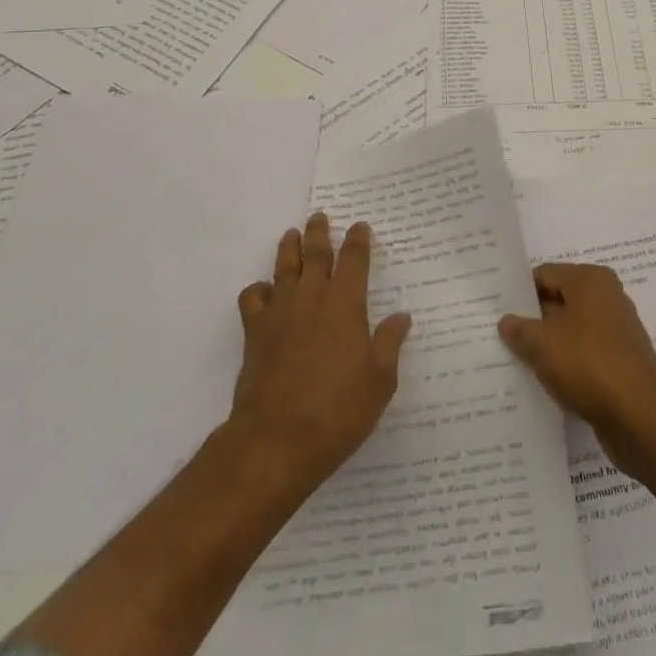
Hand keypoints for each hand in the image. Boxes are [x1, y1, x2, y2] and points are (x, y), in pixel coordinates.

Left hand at [229, 212, 411, 492]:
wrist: (277, 440)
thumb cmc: (338, 411)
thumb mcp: (380, 381)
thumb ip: (390, 343)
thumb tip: (402, 316)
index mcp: (346, 304)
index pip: (354, 259)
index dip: (358, 240)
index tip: (361, 227)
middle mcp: (312, 297)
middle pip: (315, 253)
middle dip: (319, 232)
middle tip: (320, 216)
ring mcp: (280, 312)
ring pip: (284, 267)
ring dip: (289, 247)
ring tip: (292, 235)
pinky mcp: (254, 332)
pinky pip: (253, 298)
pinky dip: (259, 289)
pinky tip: (265, 292)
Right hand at [498, 263, 655, 474]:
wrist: (641, 418)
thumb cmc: (589, 365)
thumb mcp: (543, 345)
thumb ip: (520, 329)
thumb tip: (506, 320)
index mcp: (590, 279)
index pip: (544, 275)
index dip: (520, 293)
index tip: (497, 311)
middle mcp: (607, 296)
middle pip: (559, 301)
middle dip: (533, 319)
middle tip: (501, 337)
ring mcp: (617, 330)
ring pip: (572, 330)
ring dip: (549, 345)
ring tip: (518, 362)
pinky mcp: (621, 361)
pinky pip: (585, 354)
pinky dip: (568, 364)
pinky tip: (546, 382)